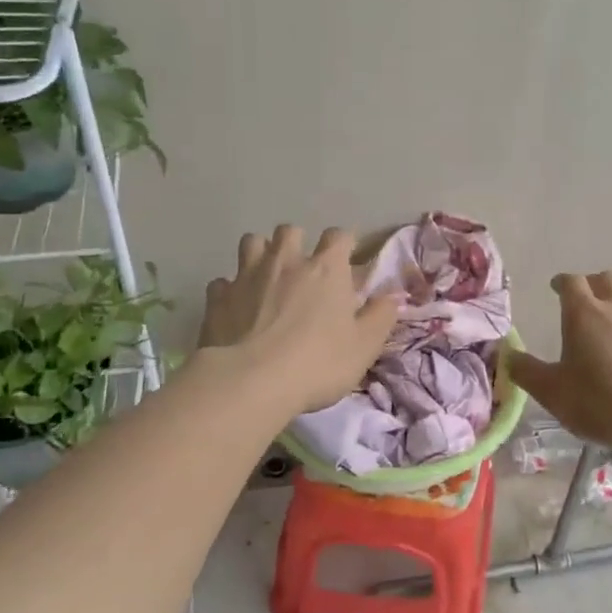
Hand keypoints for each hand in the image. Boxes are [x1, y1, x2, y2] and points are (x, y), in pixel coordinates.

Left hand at [198, 225, 399, 415]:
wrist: (251, 382)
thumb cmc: (318, 363)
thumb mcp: (364, 346)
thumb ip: (381, 316)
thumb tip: (393, 296)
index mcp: (326, 269)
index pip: (338, 236)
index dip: (344, 244)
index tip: (347, 260)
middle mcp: (286, 261)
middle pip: (290, 231)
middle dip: (297, 243)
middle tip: (302, 268)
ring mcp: (247, 276)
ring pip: (252, 243)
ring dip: (261, 254)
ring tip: (266, 277)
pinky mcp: (218, 297)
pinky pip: (223, 281)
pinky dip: (231, 289)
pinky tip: (236, 306)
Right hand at [508, 272, 611, 454]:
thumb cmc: (598, 402)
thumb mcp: (551, 392)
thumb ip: (527, 371)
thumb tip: (508, 356)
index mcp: (584, 314)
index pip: (571, 282)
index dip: (562, 282)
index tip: (556, 288)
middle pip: (607, 280)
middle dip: (595, 284)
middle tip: (587, 298)